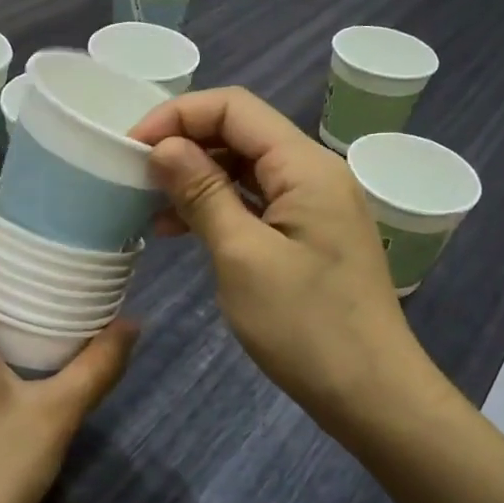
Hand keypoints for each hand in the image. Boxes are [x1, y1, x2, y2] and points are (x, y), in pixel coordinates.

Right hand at [131, 88, 431, 441]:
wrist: (372, 394)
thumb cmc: (306, 327)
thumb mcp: (242, 257)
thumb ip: (203, 193)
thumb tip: (163, 147)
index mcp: (305, 166)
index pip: (234, 108)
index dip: (178, 115)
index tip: (131, 148)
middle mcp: (314, 173)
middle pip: (240, 133)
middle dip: (184, 145)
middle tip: (134, 177)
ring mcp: (314, 206)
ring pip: (245, 169)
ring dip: (197, 178)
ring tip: (149, 207)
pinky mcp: (308, 236)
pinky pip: (256, 203)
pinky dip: (218, 207)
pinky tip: (182, 230)